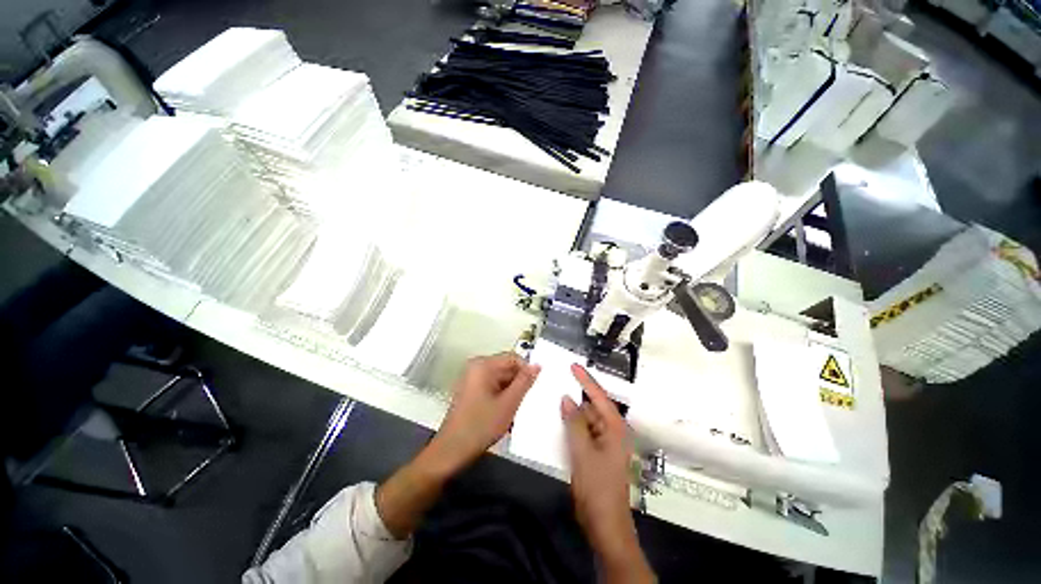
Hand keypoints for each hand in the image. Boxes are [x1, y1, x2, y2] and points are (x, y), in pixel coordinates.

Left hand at [430, 353, 540, 474]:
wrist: (451, 451)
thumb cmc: (480, 426)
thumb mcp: (508, 404)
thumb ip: (524, 382)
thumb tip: (537, 365)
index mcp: (483, 365)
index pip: (513, 358)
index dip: (526, 371)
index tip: (533, 389)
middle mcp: (476, 367)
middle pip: (506, 368)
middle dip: (517, 384)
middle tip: (524, 403)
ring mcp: (471, 378)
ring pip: (500, 380)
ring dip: (510, 393)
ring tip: (512, 412)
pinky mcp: (470, 390)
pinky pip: (492, 387)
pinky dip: (501, 398)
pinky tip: (502, 415)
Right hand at [563, 364, 654, 581]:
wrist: (605, 526)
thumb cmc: (598, 488)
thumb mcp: (583, 452)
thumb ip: (574, 423)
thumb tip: (567, 398)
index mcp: (616, 428)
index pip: (599, 396)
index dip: (585, 380)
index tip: (573, 365)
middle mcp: (613, 432)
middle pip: (593, 407)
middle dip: (576, 397)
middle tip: (558, 382)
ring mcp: (606, 443)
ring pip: (586, 420)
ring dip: (572, 413)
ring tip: (554, 399)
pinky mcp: (598, 453)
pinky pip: (584, 432)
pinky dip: (572, 427)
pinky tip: (559, 422)